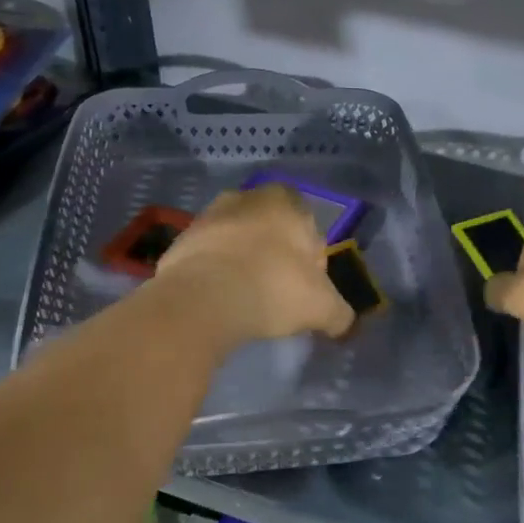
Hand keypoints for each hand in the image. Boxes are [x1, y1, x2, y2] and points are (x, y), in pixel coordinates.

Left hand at [154, 184, 355, 345]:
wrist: (201, 300)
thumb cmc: (273, 288)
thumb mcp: (323, 308)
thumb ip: (340, 314)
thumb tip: (344, 324)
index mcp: (285, 201)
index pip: (308, 222)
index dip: (311, 256)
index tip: (307, 285)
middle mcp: (245, 198)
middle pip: (270, 229)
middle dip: (275, 255)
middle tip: (279, 292)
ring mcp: (207, 217)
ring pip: (237, 241)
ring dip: (243, 263)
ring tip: (247, 300)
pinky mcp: (179, 241)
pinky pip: (208, 258)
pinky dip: (216, 275)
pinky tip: (220, 302)